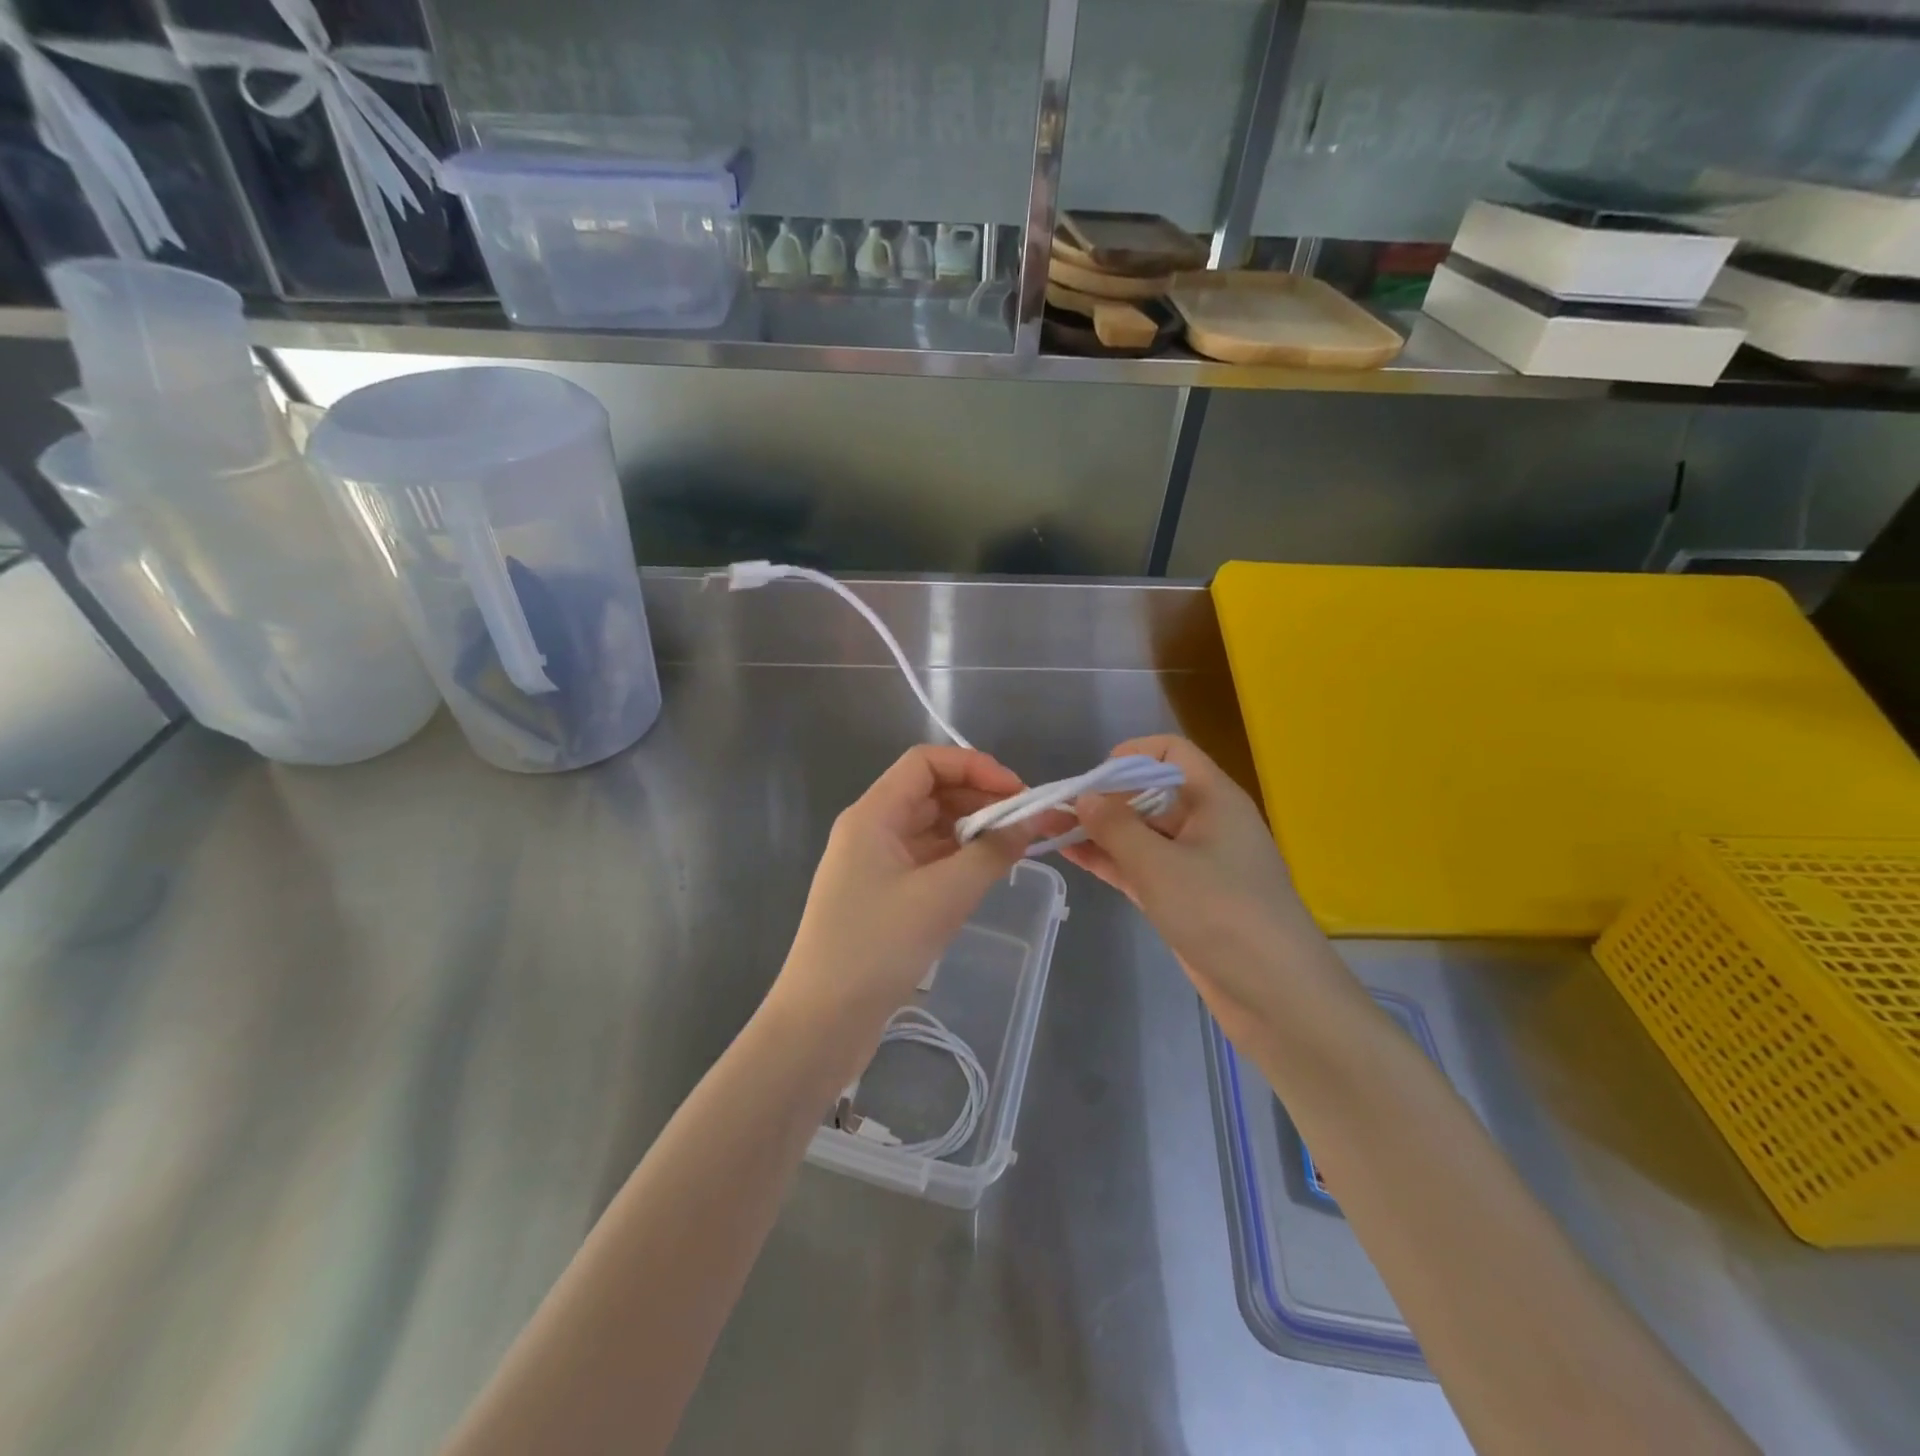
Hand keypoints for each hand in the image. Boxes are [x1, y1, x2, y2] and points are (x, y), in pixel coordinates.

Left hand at [771, 746, 1033, 1056]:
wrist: (822, 1022)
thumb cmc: (877, 947)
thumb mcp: (943, 896)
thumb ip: (992, 853)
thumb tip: (1031, 822)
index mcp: (873, 815)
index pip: (925, 763)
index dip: (974, 766)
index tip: (1017, 792)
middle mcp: (871, 830)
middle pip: (930, 793)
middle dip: (980, 799)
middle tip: (1027, 824)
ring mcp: (875, 865)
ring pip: (931, 828)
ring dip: (972, 831)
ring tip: (1015, 849)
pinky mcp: (883, 897)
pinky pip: (927, 861)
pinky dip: (958, 861)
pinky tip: (987, 875)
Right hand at [1061, 735, 1356, 1042]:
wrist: (1277, 996)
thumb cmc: (1222, 913)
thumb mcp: (1161, 865)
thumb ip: (1117, 827)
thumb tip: (1085, 796)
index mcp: (1214, 799)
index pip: (1172, 752)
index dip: (1132, 754)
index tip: (1093, 777)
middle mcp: (1205, 823)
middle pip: (1150, 792)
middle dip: (1103, 797)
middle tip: (1054, 808)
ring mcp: (1195, 863)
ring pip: (1141, 834)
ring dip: (1099, 830)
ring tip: (1047, 829)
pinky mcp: (1184, 898)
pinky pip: (1141, 867)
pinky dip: (1110, 860)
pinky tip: (1072, 855)